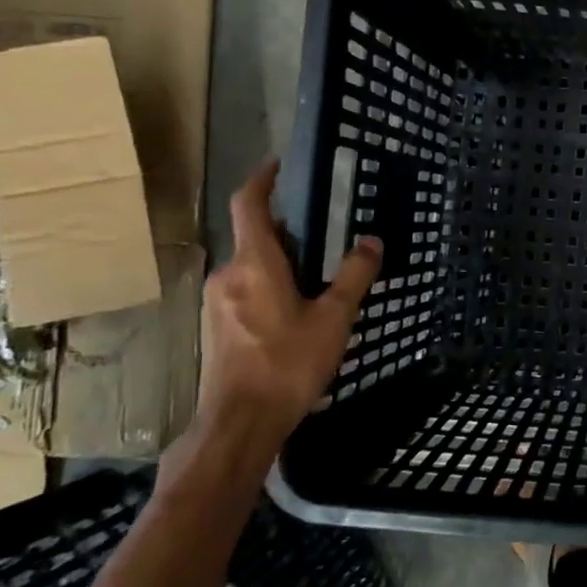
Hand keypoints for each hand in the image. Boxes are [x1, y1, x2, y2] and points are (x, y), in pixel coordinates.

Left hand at [183, 160, 381, 469]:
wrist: (239, 422)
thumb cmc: (288, 364)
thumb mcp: (333, 318)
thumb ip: (354, 276)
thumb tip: (371, 242)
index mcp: (255, 264)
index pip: (249, 205)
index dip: (262, 179)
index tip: (279, 164)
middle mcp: (228, 275)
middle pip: (255, 238)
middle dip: (288, 231)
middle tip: (325, 236)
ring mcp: (216, 303)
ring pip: (251, 267)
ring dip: (281, 264)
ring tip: (318, 279)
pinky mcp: (215, 328)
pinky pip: (245, 291)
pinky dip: (270, 288)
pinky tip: (296, 314)